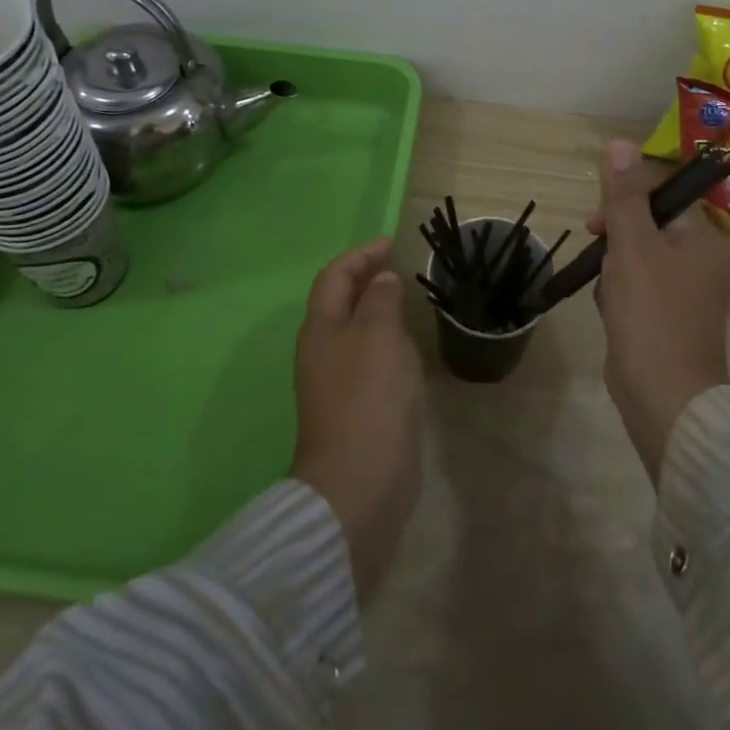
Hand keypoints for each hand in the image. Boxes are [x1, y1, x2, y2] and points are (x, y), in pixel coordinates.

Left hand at [289, 237, 423, 602]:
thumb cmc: (369, 398)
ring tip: (405, 300)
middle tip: (398, 267)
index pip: (335, 277)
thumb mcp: (379, 336)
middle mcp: (323, 351)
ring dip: (377, 311)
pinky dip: (387, 342)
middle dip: (366, 280)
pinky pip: (370, 360)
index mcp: (321, 329)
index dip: (360, 256)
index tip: (390, 244)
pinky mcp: (358, 408)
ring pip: (356, 331)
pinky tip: (409, 348)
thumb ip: (381, 301)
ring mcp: (338, 382)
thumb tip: (381, 280)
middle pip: (341, 302)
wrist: (361, 485)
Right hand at [588, 140, 729, 481]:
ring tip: (609, 293)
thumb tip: (620, 144)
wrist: (664, 397)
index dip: (625, 199)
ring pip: (639, 256)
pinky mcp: (672, 318)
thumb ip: (624, 195)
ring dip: (615, 267)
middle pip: (649, 224)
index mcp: (706, 237)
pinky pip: (640, 286)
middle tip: (599, 255)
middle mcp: (705, 260)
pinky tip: (612, 311)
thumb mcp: (632, 245)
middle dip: (617, 238)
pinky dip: (621, 293)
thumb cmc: (651, 313)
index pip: (662, 194)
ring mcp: (690, 292)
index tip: (598, 222)